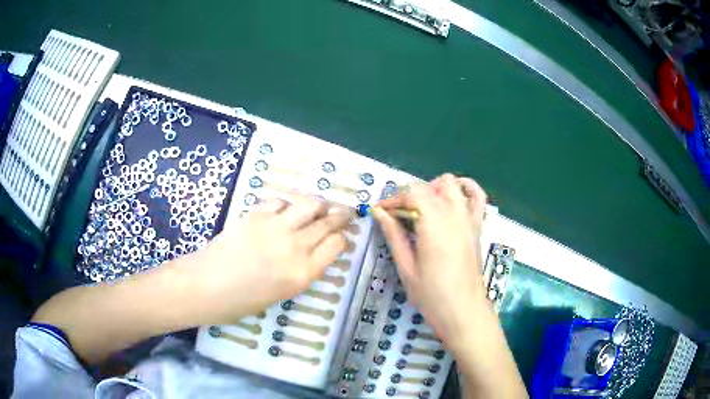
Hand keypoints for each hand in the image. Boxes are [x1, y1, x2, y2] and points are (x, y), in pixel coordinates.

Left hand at [195, 193, 351, 321]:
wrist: (205, 286)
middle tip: (346, 212)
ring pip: (309, 204)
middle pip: (327, 223)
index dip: (343, 238)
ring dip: (319, 204)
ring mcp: (275, 227)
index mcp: (303, 273)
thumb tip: (312, 253)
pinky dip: (287, 203)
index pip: (336, 245)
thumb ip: (300, 272)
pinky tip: (285, 209)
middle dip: (341, 216)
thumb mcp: (280, 295)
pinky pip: (280, 201)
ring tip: (320, 206)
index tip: (343, 235)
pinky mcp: (256, 214)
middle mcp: (295, 247)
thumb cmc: (240, 302)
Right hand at [373, 174, 488, 348]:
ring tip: (422, 206)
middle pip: (429, 186)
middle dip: (410, 194)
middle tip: (398, 214)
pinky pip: (477, 197)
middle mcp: (453, 213)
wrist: (464, 311)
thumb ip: (394, 235)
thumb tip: (379, 212)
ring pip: (452, 184)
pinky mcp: (477, 226)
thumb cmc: (432, 295)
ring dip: (434, 188)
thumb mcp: (406, 267)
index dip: (393, 199)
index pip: (412, 193)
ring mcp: (469, 218)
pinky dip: (466, 188)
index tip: (381, 211)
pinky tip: (454, 195)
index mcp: (434, 223)